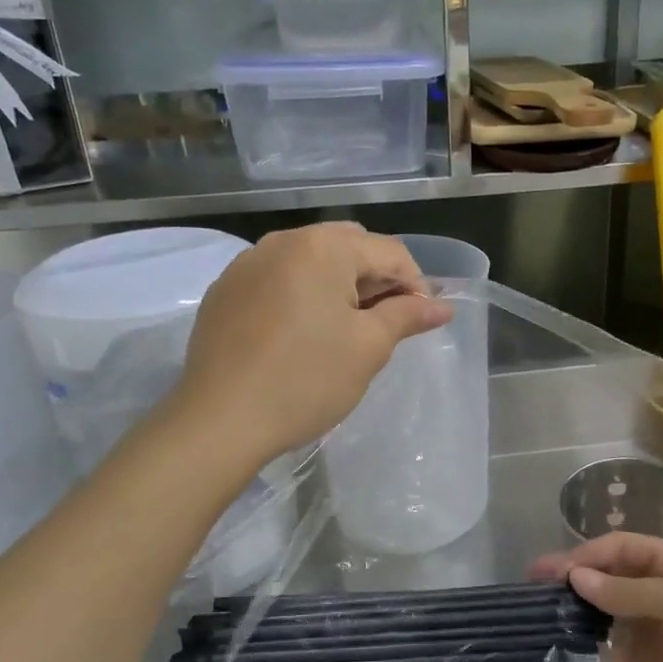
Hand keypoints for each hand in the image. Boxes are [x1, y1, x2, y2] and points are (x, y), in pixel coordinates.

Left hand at [173, 224, 451, 464]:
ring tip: (346, 328)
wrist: (220, 420)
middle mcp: (283, 241)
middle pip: (349, 246)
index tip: (422, 321)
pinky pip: (278, 278)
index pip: (389, 251)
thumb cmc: (306, 380)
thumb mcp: (368, 347)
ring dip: (339, 284)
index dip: (416, 284)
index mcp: (323, 247)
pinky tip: (302, 333)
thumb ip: (406, 316)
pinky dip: (302, 294)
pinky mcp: (225, 290)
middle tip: (386, 322)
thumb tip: (442, 306)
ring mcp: (247, 264)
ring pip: (311, 260)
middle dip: (376, 278)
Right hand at [531, 534, 662, 661]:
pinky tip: (565, 645)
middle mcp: (659, 589)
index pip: (619, 548)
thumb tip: (575, 578)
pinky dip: (588, 644)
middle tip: (534, 584)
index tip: (551, 569)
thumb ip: (624, 589)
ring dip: (577, 609)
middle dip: (573, 577)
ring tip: (541, 612)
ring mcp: (651, 627)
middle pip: (608, 575)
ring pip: (604, 610)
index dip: (585, 554)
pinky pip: (608, 646)